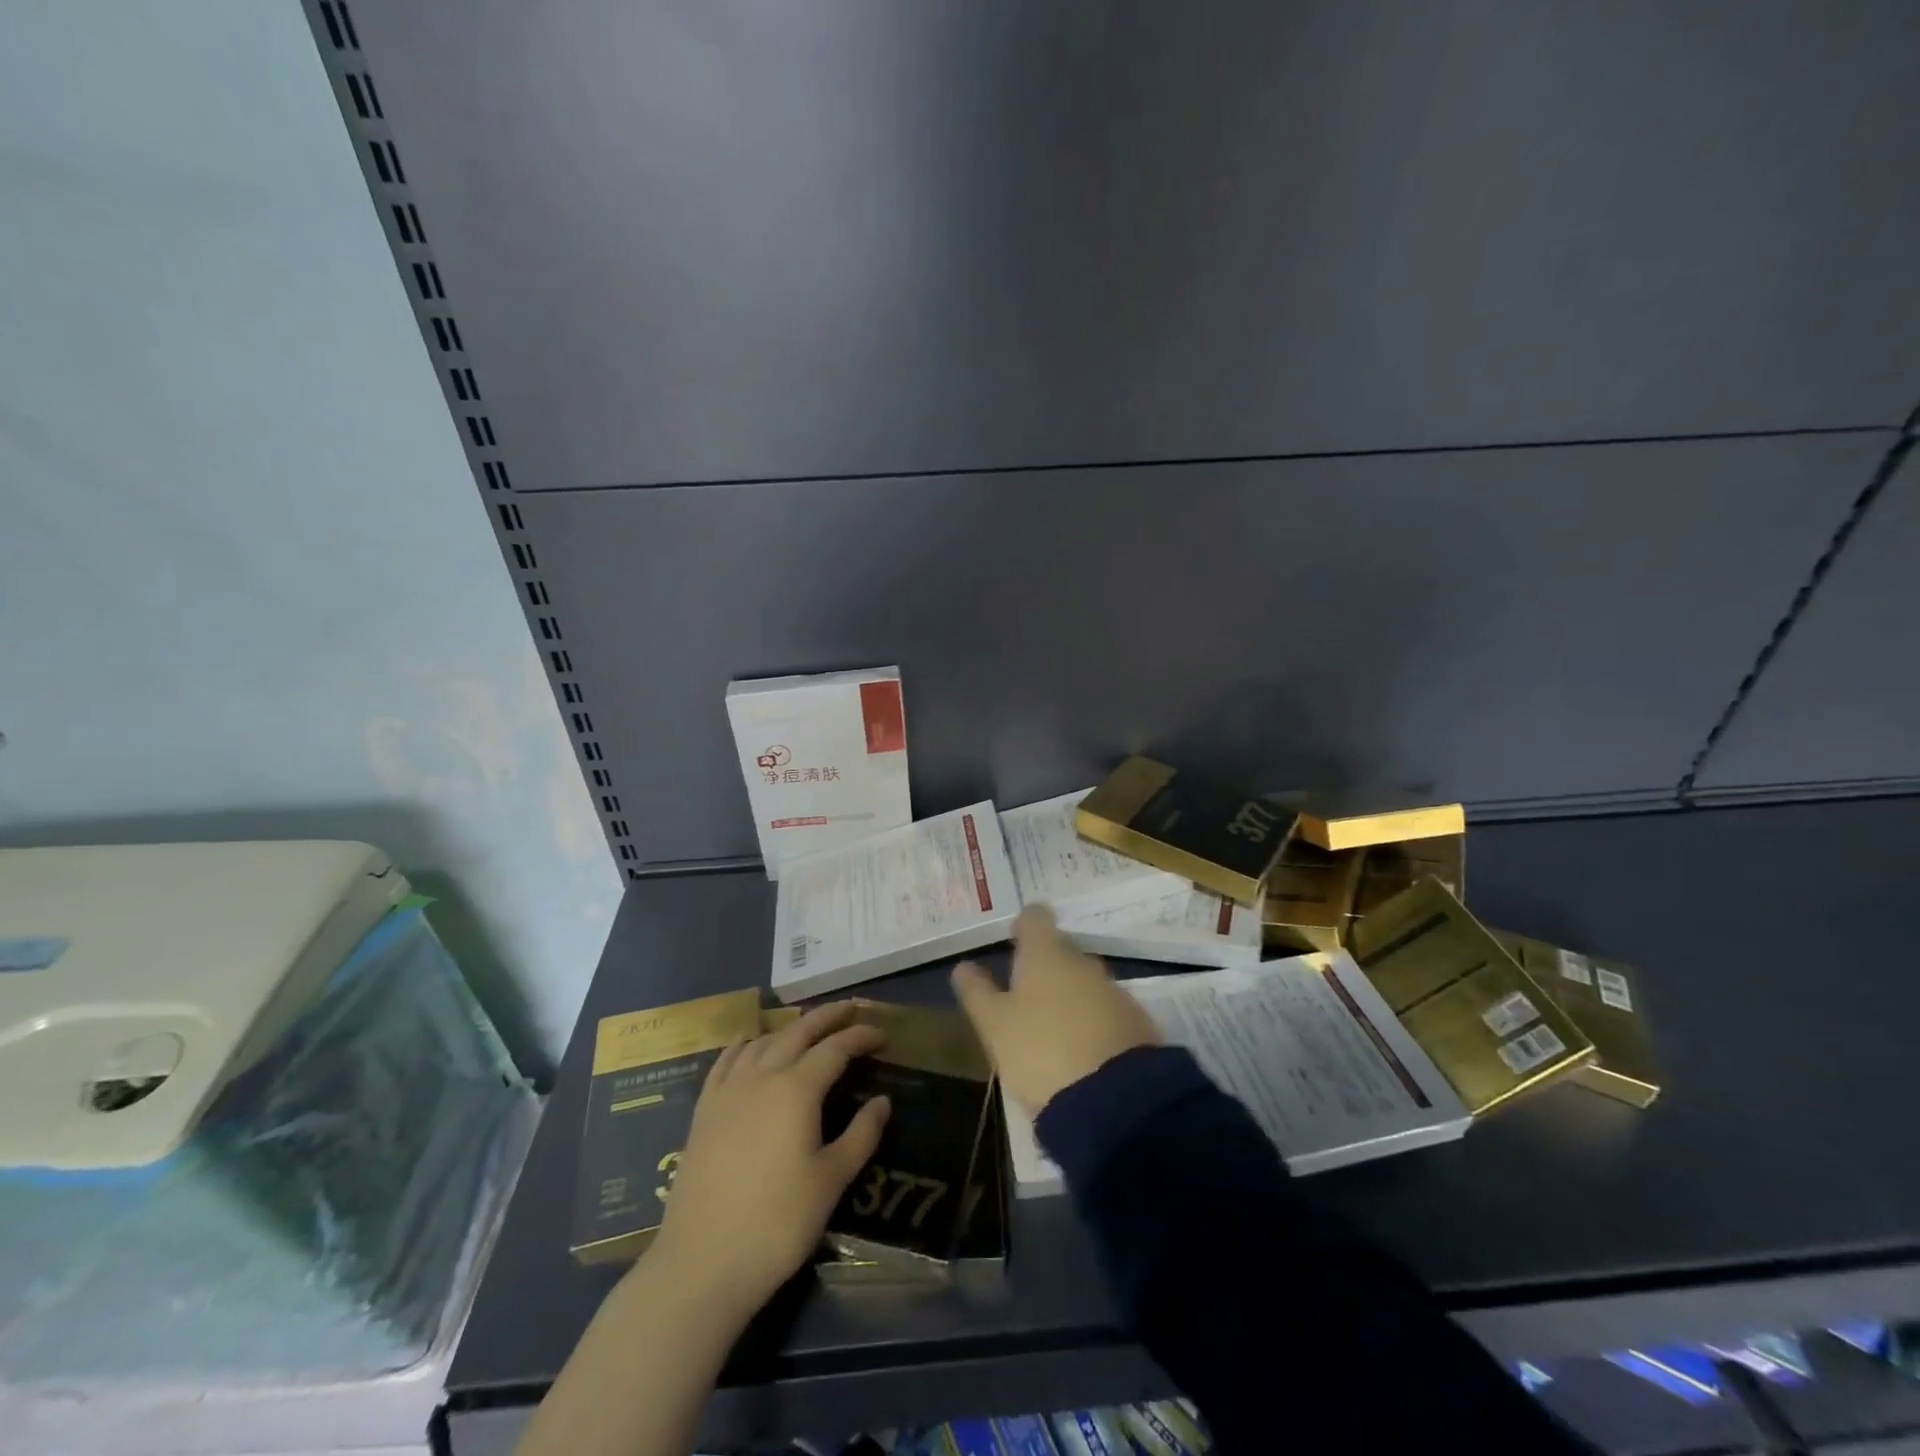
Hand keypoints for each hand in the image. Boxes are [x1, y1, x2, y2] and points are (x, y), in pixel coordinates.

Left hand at [648, 1002, 890, 1319]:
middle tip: (851, 1008)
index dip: (861, 1036)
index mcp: (797, 1089)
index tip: (883, 1034)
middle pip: (798, 1032)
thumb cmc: (776, 1224)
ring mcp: (728, 1091)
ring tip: (808, 1026)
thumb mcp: (831, 1181)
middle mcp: (762, 1076)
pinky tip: (749, 1041)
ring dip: (790, 1027)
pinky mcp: (704, 1111)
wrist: (701, 1264)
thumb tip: (883, 1101)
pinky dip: (744, 1043)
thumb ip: (861, 1135)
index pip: (836, 1048)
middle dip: (827, 1017)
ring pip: (763, 1041)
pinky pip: (726, 1061)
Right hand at [951, 905, 1161, 1115]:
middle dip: (1046, 966)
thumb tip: (963, 966)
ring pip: (1085, 982)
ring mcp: (1114, 991)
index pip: (1035, 919)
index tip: (1014, 936)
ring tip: (1053, 1027)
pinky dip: (1093, 1021)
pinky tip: (1083, 1049)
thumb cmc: (1040, 1052)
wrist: (1114, 1101)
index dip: (1024, 924)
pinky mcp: (1137, 1023)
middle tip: (1026, 993)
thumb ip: (978, 992)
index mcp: (1045, 954)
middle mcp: (1083, 962)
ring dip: (1070, 996)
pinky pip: (1107, 1011)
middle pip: (1061, 950)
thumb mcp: (995, 1026)